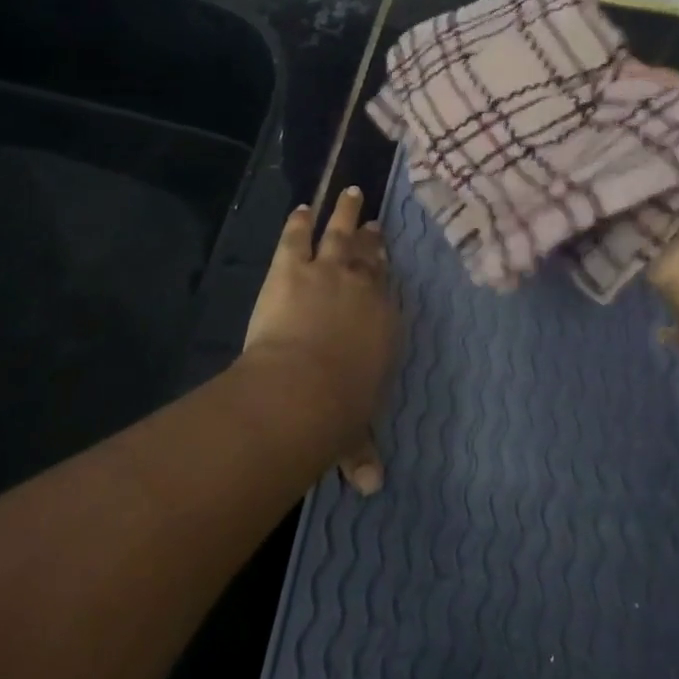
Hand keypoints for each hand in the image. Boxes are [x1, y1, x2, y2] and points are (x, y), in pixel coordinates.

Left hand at [243, 186, 398, 493]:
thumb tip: (373, 487)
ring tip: (348, 192)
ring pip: (339, 233)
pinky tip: (300, 208)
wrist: (303, 387)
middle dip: (370, 235)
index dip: (386, 268)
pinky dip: (298, 221)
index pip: (388, 287)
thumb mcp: (355, 433)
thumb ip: (362, 452)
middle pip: (369, 254)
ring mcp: (327, 272)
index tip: (385, 254)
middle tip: (371, 219)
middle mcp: (363, 288)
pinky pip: (297, 237)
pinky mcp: (290, 268)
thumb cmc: (339, 411)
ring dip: (343, 213)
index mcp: (385, 322)